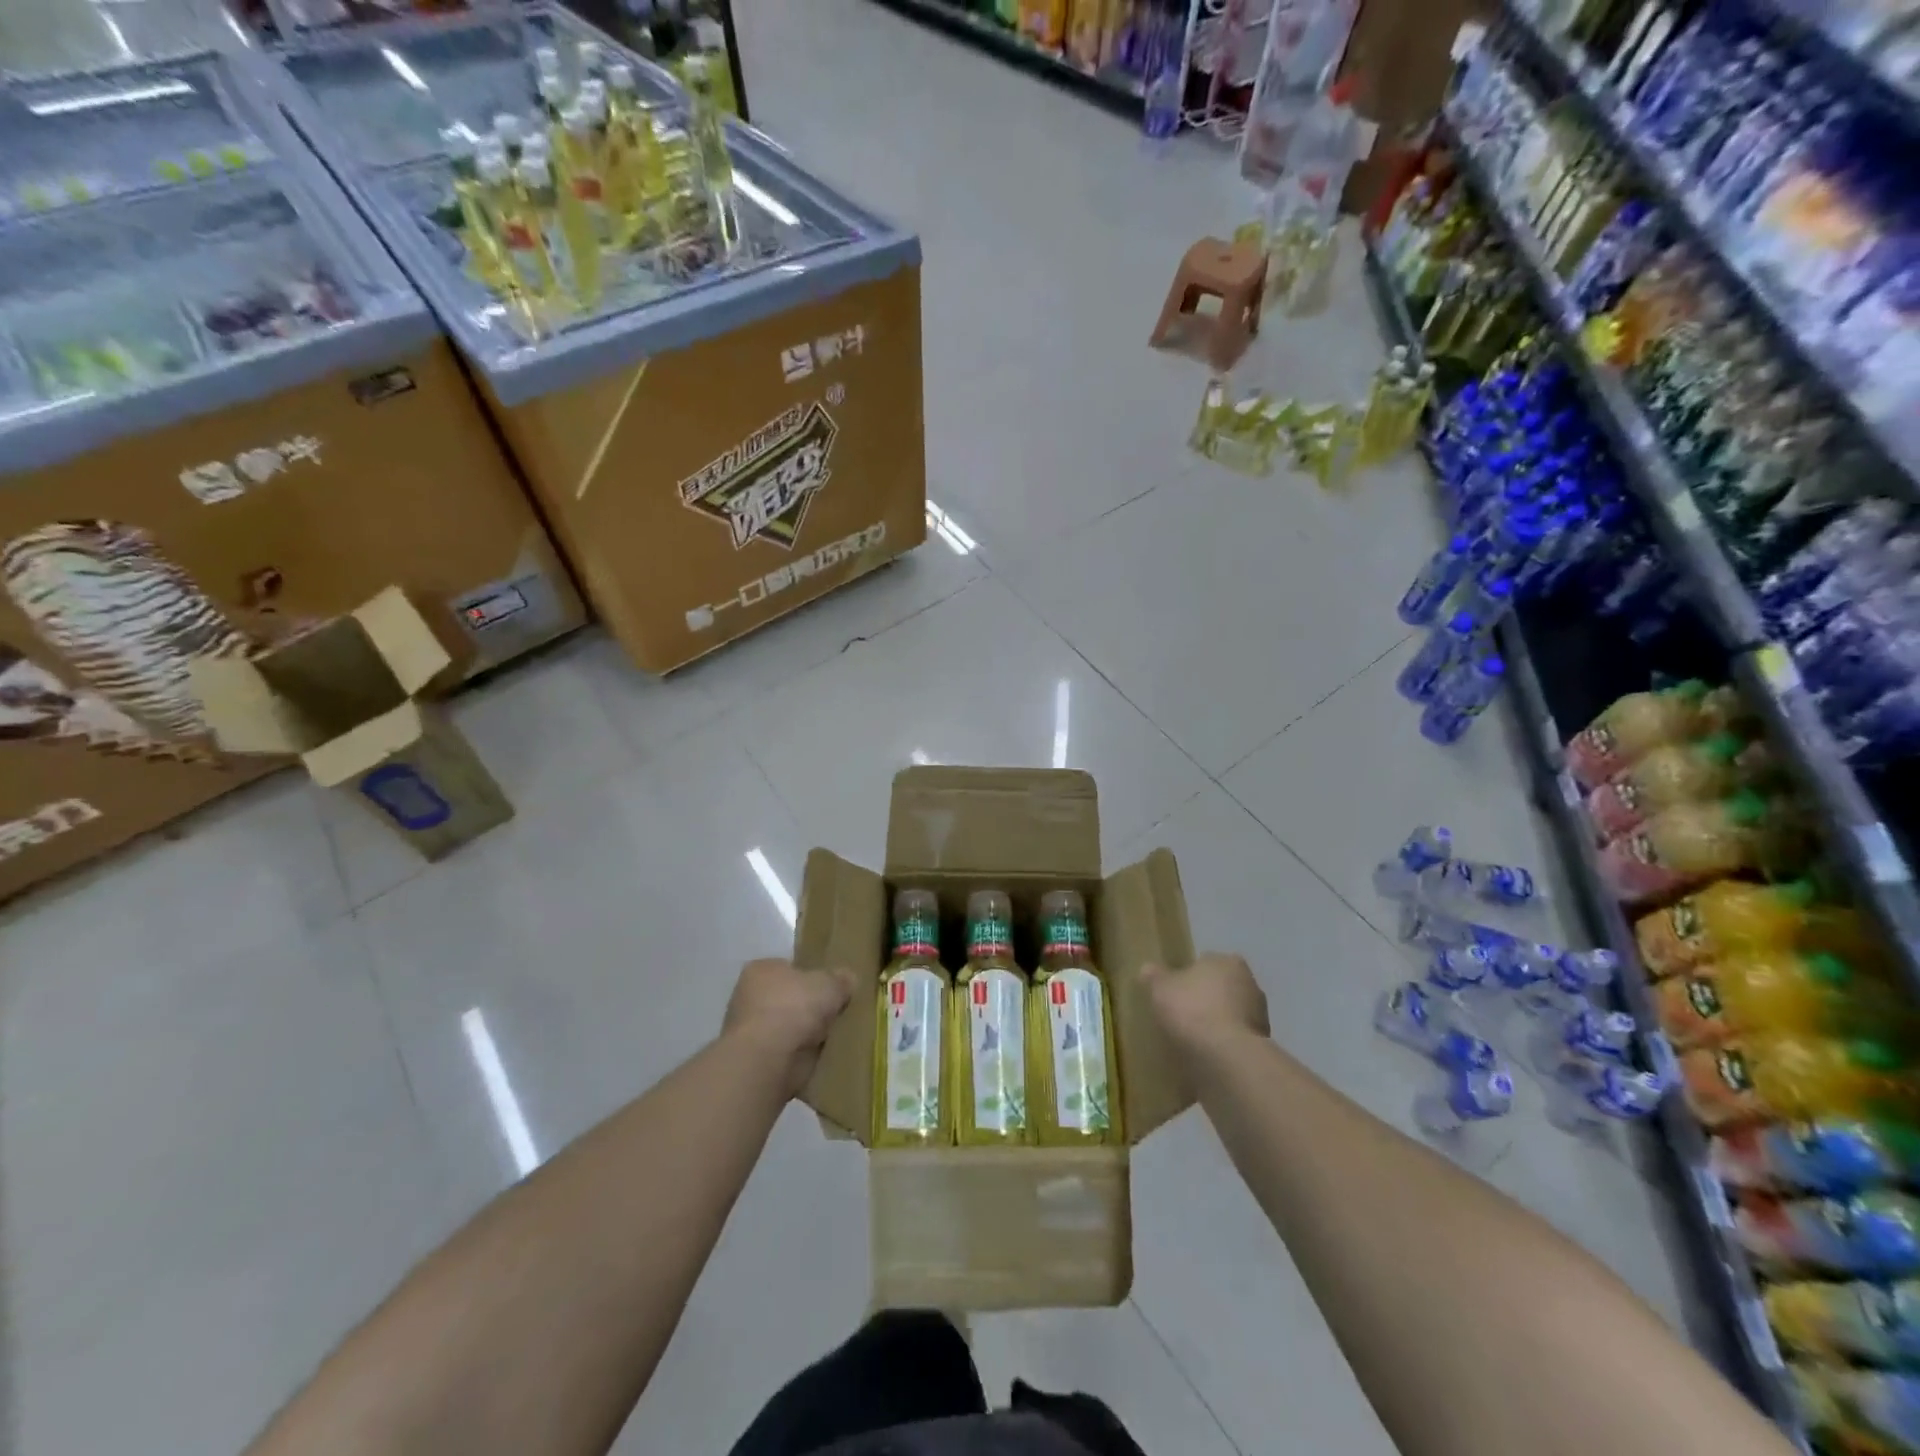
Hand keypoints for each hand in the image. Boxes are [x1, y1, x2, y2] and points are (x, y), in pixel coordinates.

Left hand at [723, 958, 854, 1097]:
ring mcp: (750, 1031)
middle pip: (788, 998)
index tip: (831, 987)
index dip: (810, 976)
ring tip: (834, 1036)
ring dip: (805, 1034)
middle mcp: (749, 997)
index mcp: (761, 970)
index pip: (788, 968)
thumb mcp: (830, 983)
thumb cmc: (794, 1007)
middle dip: (808, 1007)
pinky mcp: (756, 1060)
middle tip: (836, 1012)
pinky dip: (802, 1055)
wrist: (768, 1059)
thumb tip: (849, 979)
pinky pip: (787, 1052)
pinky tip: (822, 1056)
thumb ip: (841, 979)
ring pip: (787, 1027)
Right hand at [1142, 954, 1268, 1058]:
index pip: (1206, 962)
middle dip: (1204, 1001)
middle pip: (1220, 990)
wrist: (1226, 1060)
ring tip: (1189, 1043)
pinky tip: (1202, 1061)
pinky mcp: (1261, 1050)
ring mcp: (1259, 1020)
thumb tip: (1148, 969)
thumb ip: (1155, 977)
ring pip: (1229, 1018)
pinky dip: (1221, 1050)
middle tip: (1179, 1016)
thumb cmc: (1192, 1010)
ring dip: (1215, 1027)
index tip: (1173, 992)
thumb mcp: (1161, 988)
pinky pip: (1233, 1044)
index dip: (1188, 976)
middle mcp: (1250, 985)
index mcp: (1228, 963)